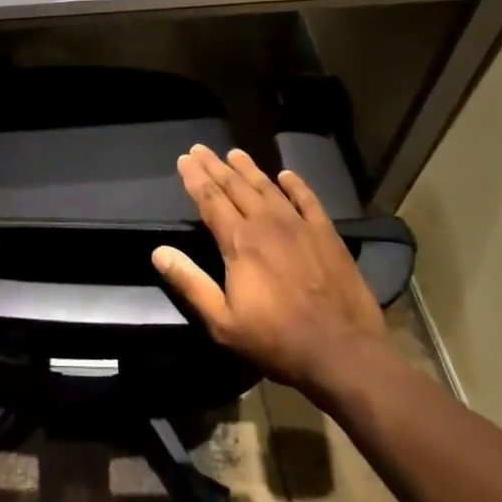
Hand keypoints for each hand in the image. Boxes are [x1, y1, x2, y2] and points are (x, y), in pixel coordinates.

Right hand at [151, 144, 387, 388]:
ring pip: (268, 188)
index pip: (210, 200)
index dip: (195, 178)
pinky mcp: (327, 235)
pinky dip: (296, 185)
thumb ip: (190, 283)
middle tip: (200, 149)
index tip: (184, 159)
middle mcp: (267, 224)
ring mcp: (300, 226)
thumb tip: (158, 252)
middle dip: (215, 166)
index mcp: (239, 242)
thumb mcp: (222, 322)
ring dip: (249, 169)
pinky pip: (308, 200)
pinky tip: (287, 175)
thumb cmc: (276, 341)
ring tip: (235, 153)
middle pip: (236, 186)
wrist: (343, 352)